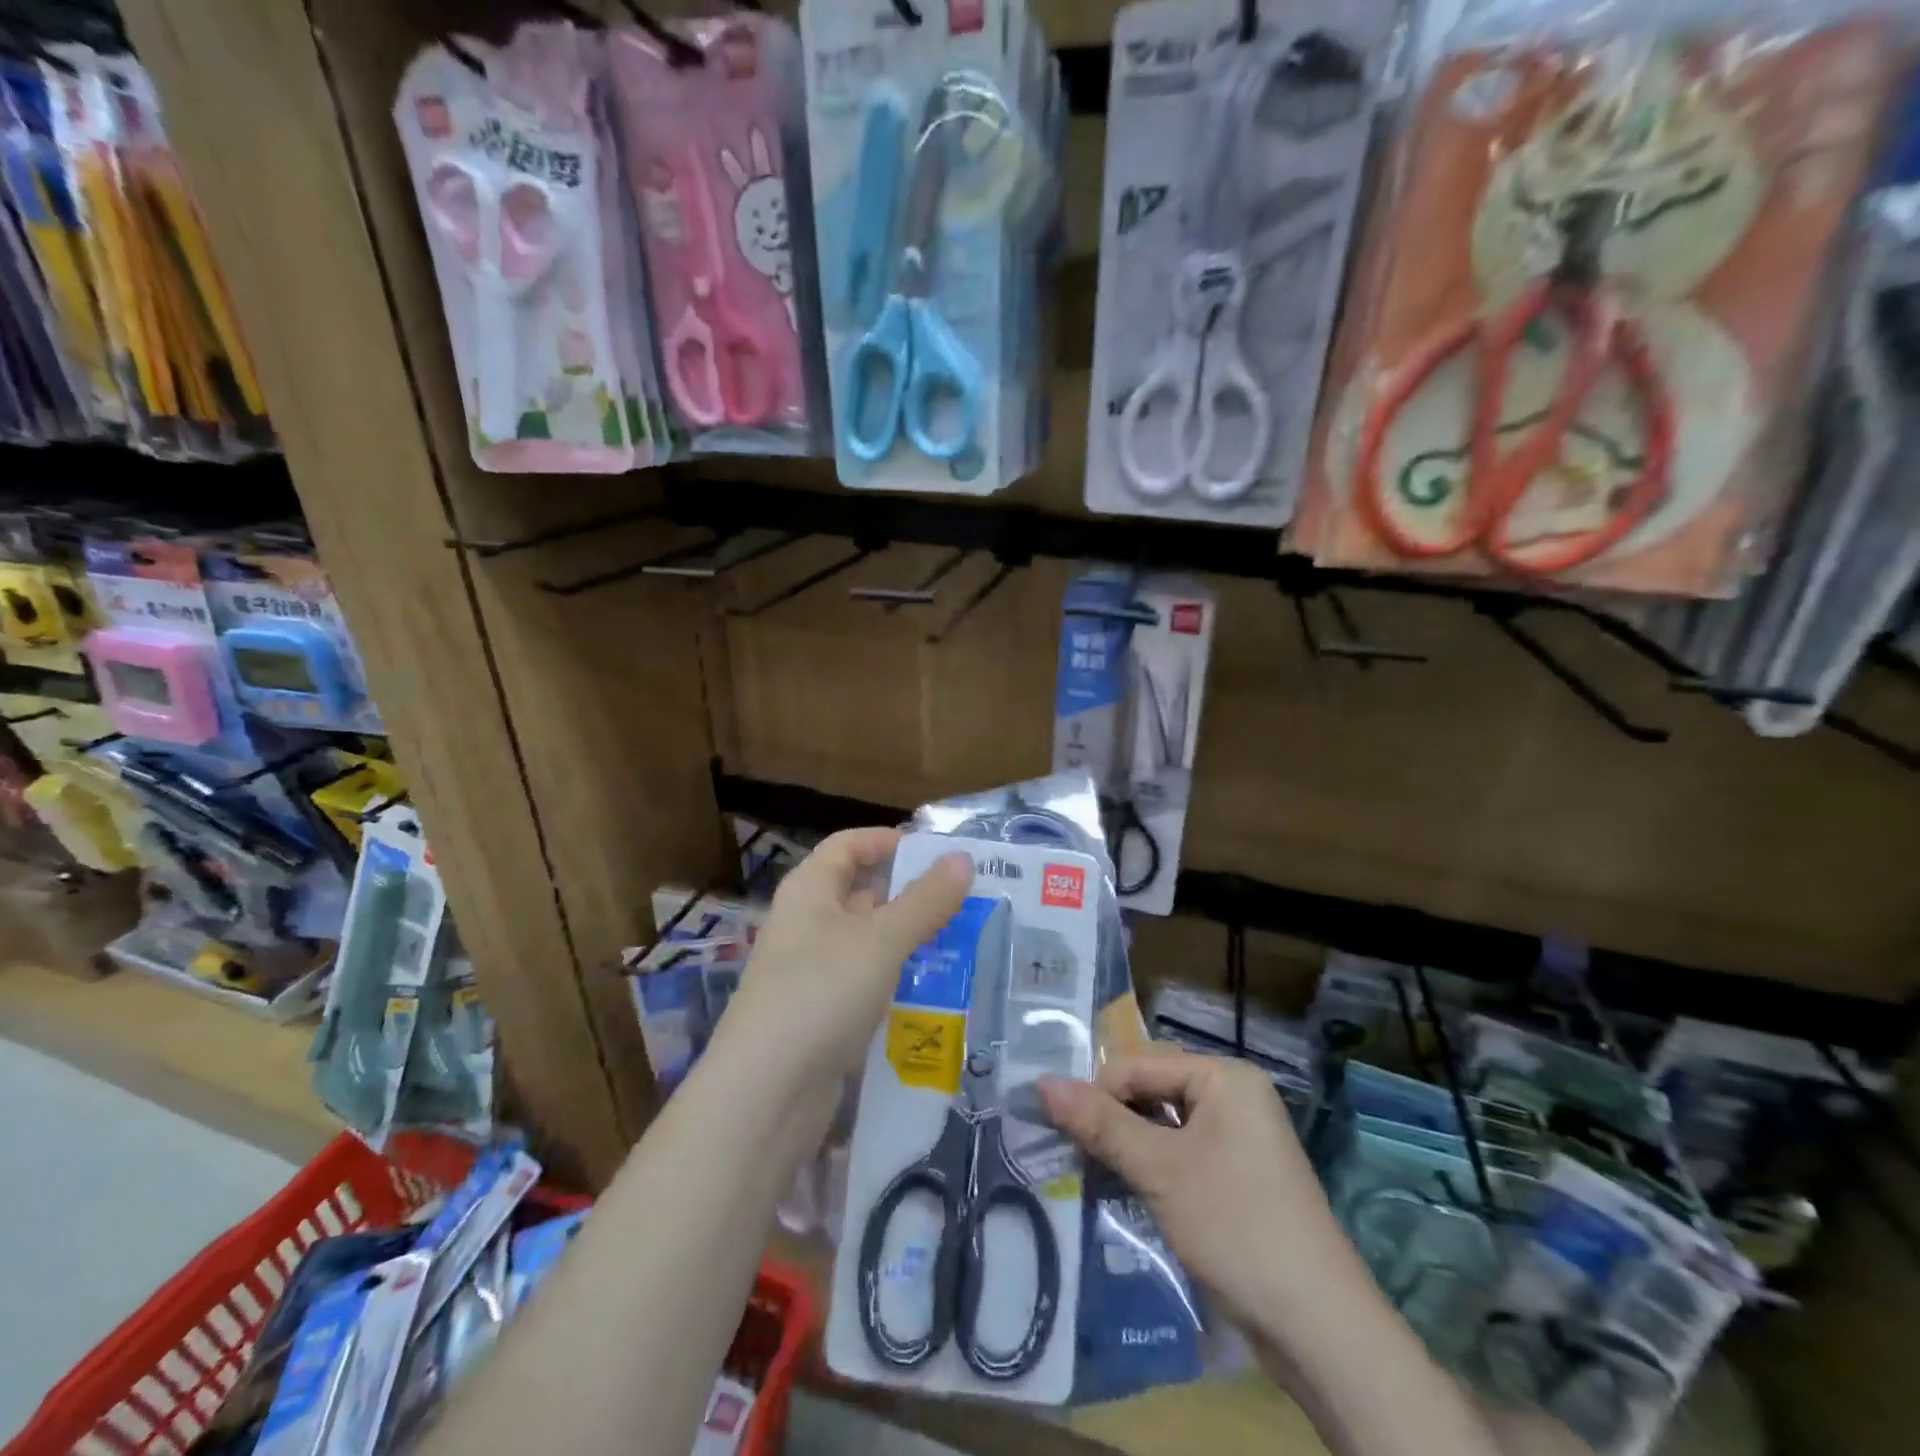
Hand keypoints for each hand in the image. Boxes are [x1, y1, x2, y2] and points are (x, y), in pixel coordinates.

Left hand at [715, 828, 972, 1109]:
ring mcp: (810, 969)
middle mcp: (806, 922)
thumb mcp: (882, 939)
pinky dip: (894, 976)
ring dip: (907, 937)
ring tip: (961, 940)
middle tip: (965, 899)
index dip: (890, 841)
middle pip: (860, 890)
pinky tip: (931, 988)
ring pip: (866, 939)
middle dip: (909, 892)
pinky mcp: (820, 1012)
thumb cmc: (822, 992)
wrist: (766, 1094)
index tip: (939, 854)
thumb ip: (925, 900)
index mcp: (810, 889)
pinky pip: (864, 979)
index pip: (849, 844)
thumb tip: (962, 858)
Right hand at [1039, 1049, 1359, 1347]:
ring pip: (1164, 1126)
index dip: (1096, 1094)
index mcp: (1224, 1077)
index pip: (1139, 1066)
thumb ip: (1100, 1123)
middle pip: (1152, 1092)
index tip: (1057, 1130)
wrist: (1319, 1328)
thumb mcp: (1159, 1169)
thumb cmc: (1235, 1226)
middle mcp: (1234, 1096)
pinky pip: (1182, 1154)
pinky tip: (1126, 1191)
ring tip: (1091, 1173)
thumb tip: (1041, 1082)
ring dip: (1128, 1147)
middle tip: (1071, 1153)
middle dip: (1112, 1120)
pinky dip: (1152, 1168)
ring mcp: (1240, 1138)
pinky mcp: (1238, 1177)